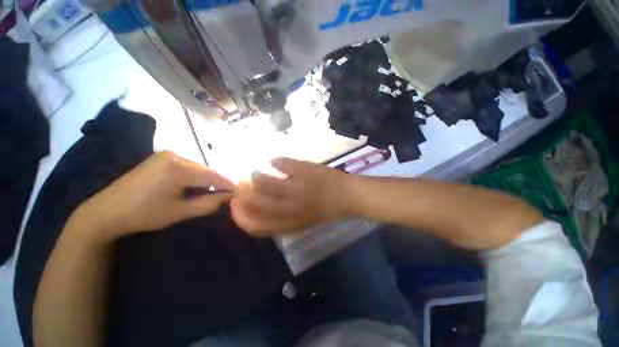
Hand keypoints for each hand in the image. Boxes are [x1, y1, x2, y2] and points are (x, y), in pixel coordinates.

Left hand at [69, 151, 234, 242]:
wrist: (105, 211)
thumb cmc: (144, 214)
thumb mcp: (180, 212)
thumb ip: (208, 203)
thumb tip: (229, 197)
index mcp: (178, 168)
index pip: (213, 176)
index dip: (228, 185)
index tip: (239, 193)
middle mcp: (174, 155)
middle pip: (206, 170)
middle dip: (217, 183)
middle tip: (225, 196)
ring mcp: (166, 155)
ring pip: (198, 167)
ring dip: (206, 180)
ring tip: (210, 193)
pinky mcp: (161, 158)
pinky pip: (187, 166)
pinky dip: (195, 176)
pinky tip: (193, 186)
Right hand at [230, 158, 353, 235]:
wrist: (349, 195)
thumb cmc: (327, 210)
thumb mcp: (304, 222)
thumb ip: (282, 220)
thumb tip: (259, 208)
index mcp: (290, 222)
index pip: (256, 225)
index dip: (240, 216)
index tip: (235, 204)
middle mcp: (291, 207)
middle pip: (256, 201)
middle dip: (244, 193)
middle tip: (243, 184)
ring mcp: (297, 186)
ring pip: (265, 181)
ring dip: (256, 175)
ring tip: (258, 172)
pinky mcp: (304, 170)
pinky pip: (281, 163)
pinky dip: (274, 161)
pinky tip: (275, 161)